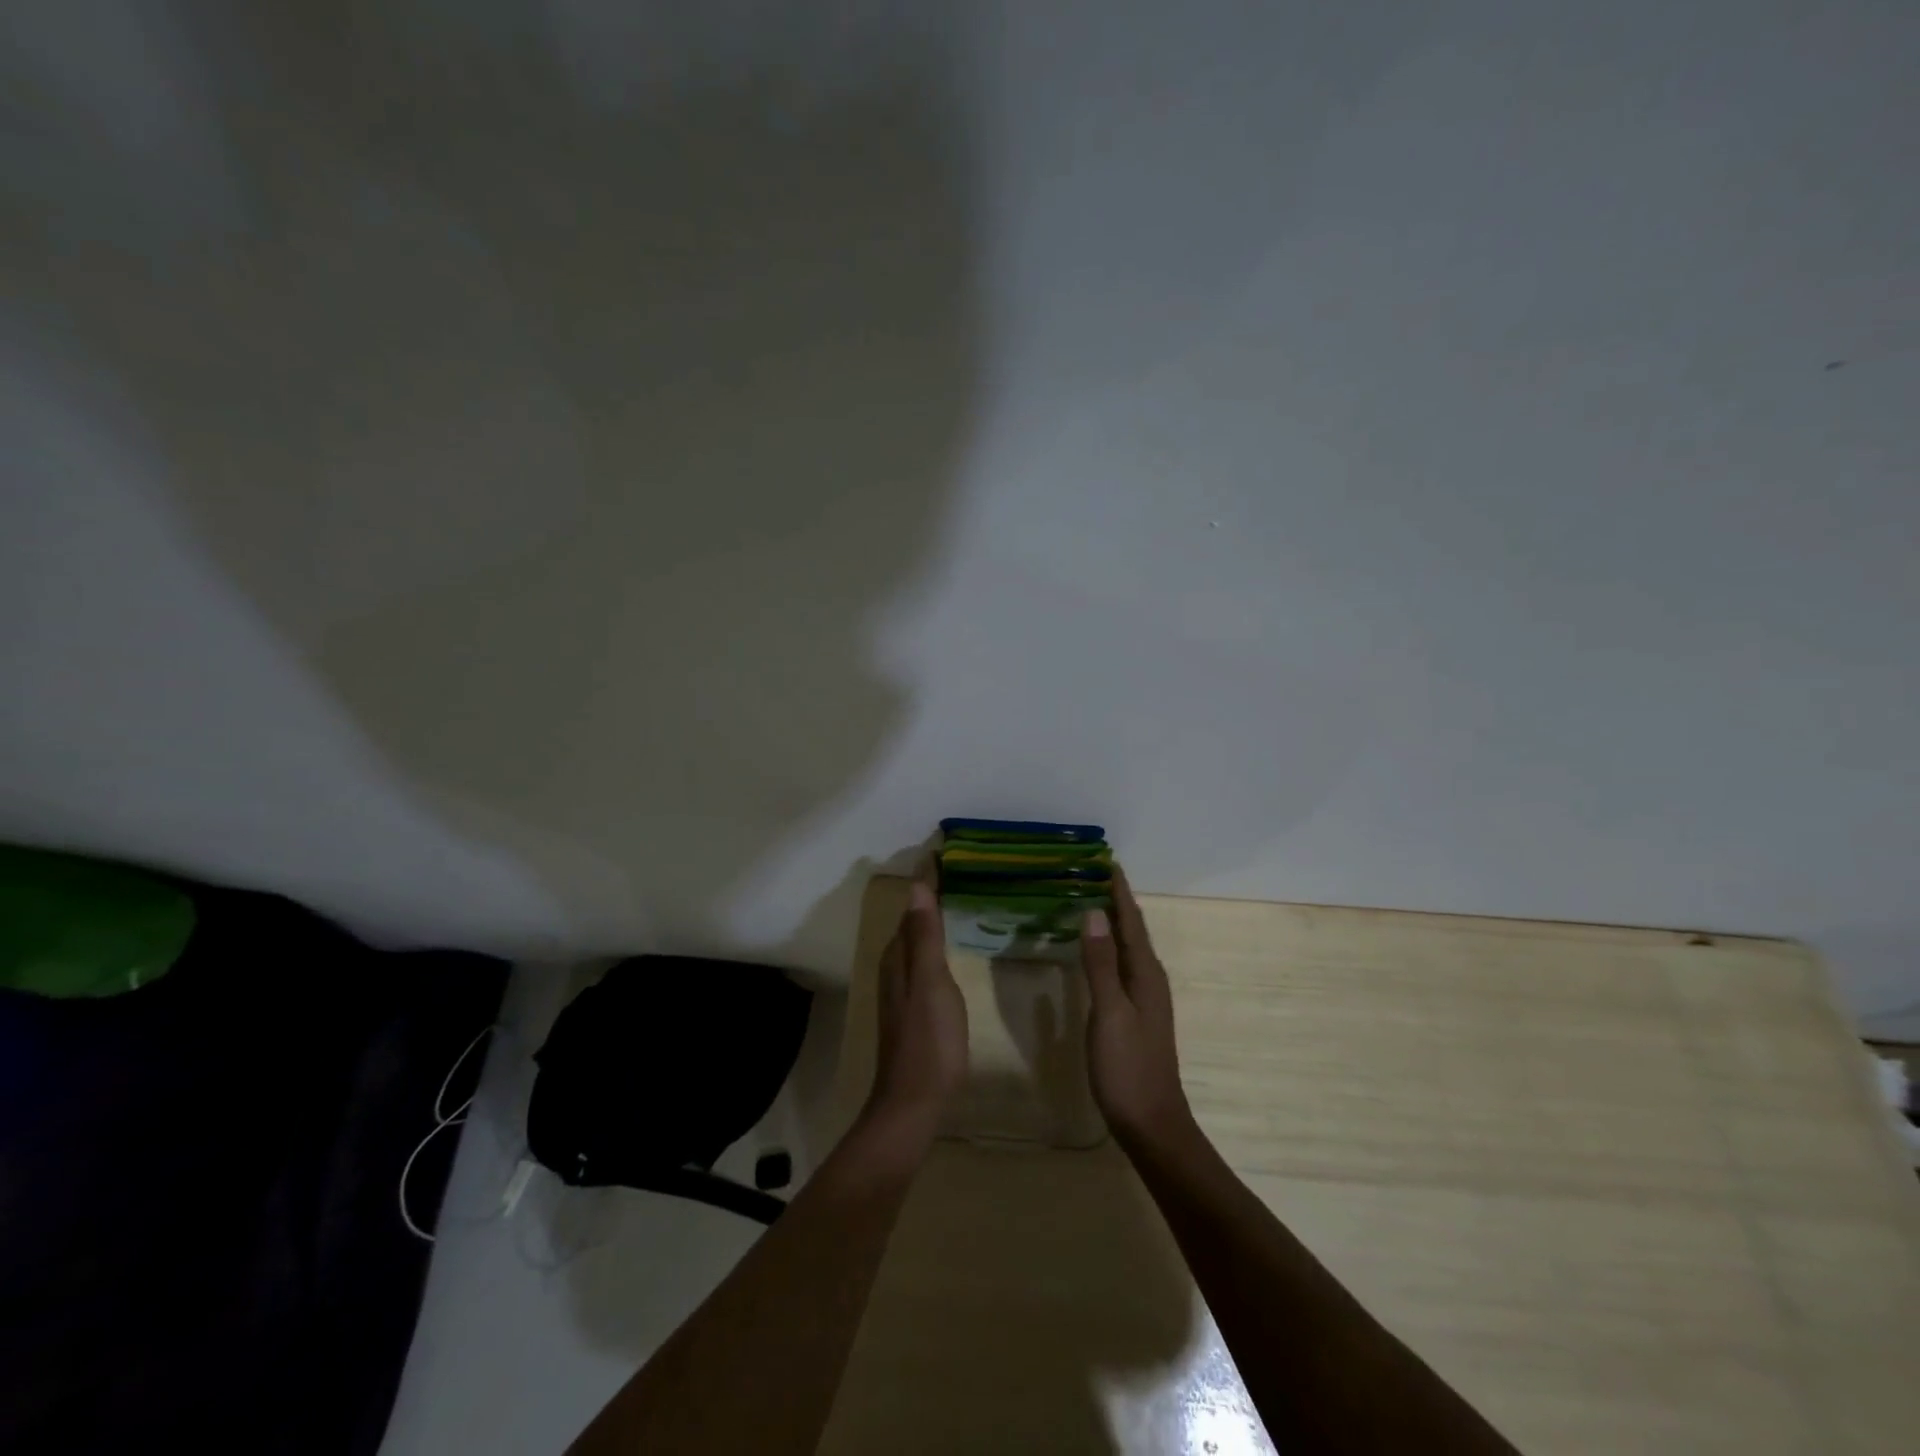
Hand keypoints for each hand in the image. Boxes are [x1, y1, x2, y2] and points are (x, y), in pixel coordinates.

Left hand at [863, 877, 968, 1141]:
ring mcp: (902, 987)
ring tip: (960, 895)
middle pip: (912, 919)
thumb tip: (916, 886)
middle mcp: (895, 965)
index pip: (913, 905)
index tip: (945, 851)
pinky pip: (923, 958)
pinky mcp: (913, 1005)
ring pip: (917, 939)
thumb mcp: (931, 983)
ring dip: (933, 915)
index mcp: (899, 956)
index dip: (927, 880)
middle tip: (962, 867)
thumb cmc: (929, 1040)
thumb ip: (924, 936)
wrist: (914, 1101)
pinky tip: (952, 944)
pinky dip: (936, 940)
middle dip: (930, 893)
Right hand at [1081, 867, 1193, 1148]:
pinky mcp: (1135, 1014)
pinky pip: (1122, 966)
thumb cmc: (1128, 1067)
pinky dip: (1109, 947)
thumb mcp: (1110, 1013)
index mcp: (1146, 974)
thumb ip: (1101, 963)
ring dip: (1112, 922)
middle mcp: (1149, 979)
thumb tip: (1092, 912)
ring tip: (1090, 899)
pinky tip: (1094, 950)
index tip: (1106, 860)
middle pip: (1132, 930)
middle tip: (1091, 872)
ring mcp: (1144, 998)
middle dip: (1115, 900)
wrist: (1151, 1123)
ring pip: (1128, 948)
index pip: (1131, 921)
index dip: (1119, 891)